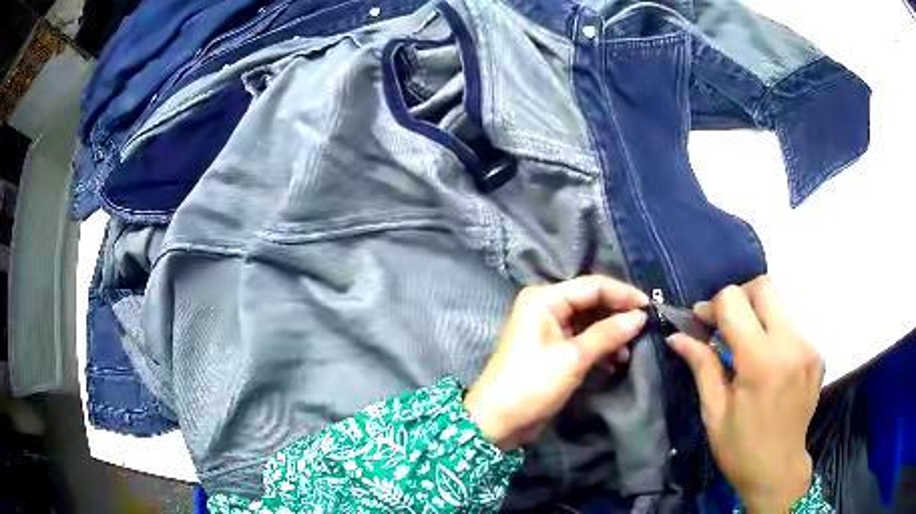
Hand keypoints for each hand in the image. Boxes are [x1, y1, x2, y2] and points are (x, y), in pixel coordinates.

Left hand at [463, 276, 647, 450]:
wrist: (497, 422)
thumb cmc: (532, 384)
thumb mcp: (573, 358)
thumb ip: (608, 334)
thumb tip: (640, 316)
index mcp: (545, 299)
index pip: (593, 286)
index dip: (623, 294)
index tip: (650, 307)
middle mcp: (546, 306)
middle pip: (591, 301)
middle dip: (618, 314)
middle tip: (645, 328)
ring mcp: (548, 328)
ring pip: (589, 321)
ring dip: (611, 333)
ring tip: (630, 351)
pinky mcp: (552, 349)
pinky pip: (583, 338)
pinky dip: (600, 347)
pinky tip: (616, 360)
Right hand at [667, 276, 823, 513]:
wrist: (778, 471)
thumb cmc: (740, 449)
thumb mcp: (714, 412)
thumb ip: (702, 366)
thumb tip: (677, 336)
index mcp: (761, 361)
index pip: (734, 301)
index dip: (712, 306)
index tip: (701, 324)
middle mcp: (790, 344)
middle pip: (764, 286)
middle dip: (739, 297)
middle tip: (725, 326)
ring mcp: (808, 348)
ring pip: (779, 307)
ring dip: (757, 318)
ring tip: (745, 350)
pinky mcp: (817, 355)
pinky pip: (791, 329)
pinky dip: (774, 337)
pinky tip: (767, 366)